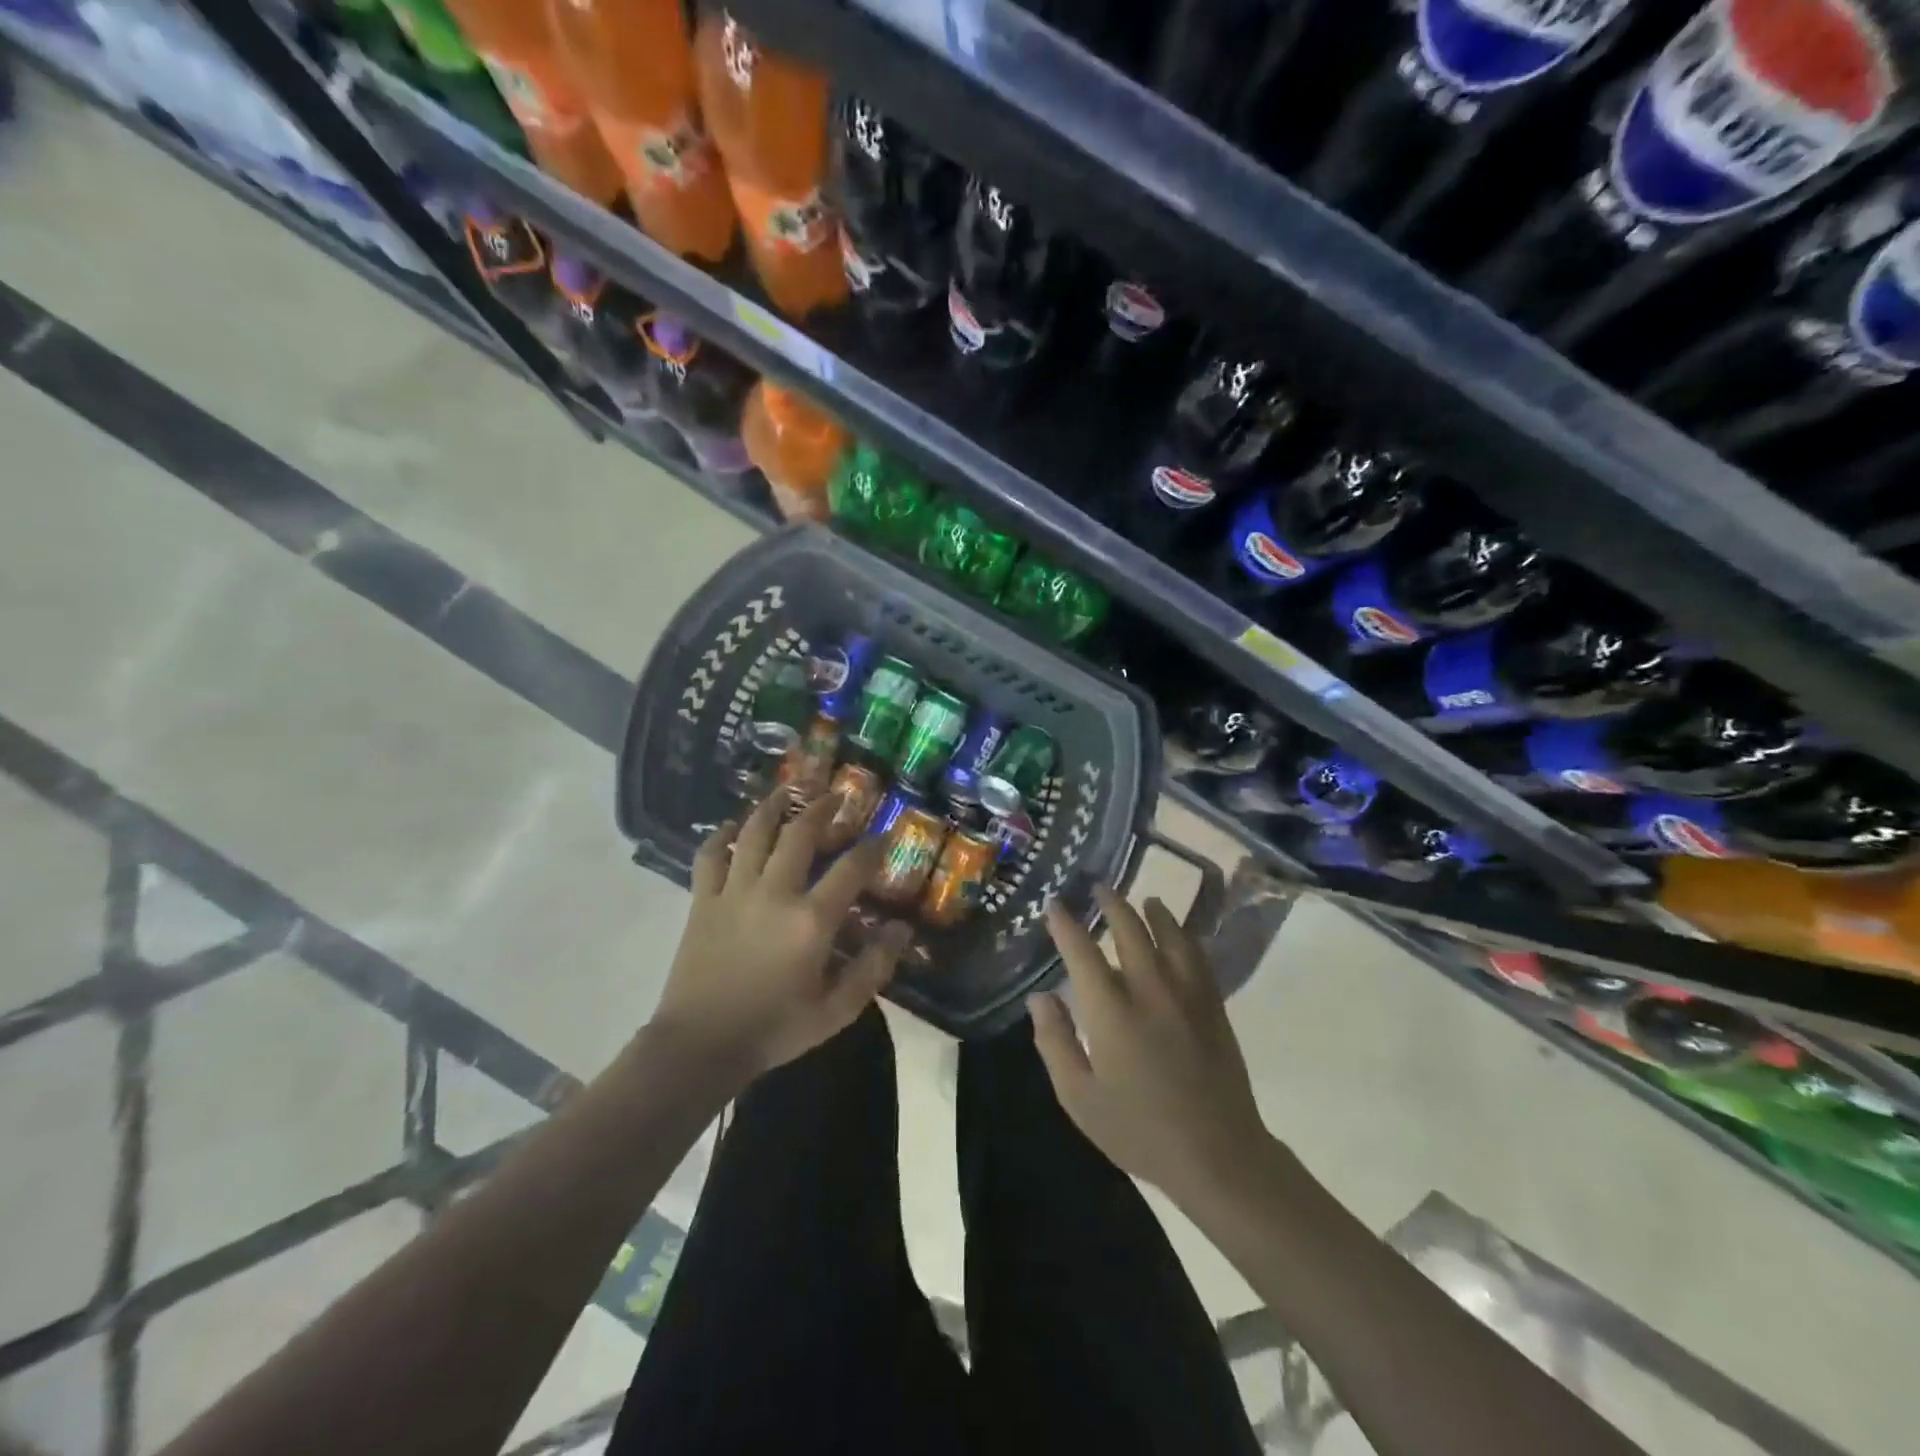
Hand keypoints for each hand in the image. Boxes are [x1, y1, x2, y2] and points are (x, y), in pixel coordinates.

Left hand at [648, 788, 911, 1088]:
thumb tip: (902, 929)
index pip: (852, 867)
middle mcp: (774, 892)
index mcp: (811, 919)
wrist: (699, 1047)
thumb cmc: (774, 1029)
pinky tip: (732, 827)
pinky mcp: (703, 900)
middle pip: (800, 833)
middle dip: (823, 808)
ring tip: (787, 791)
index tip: (885, 833)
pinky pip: (710, 855)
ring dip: (773, 806)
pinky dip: (721, 836)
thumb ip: (873, 967)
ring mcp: (734, 892)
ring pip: (754, 833)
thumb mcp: (836, 1010)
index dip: (873, 846)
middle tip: (837, 796)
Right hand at [1030, 886, 1271, 1206]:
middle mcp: (1150, 991)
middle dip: (1112, 904)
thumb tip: (1039, 997)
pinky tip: (1181, 934)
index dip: (1066, 925)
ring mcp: (1187, 995)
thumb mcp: (1079, 1098)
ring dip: (1153, 913)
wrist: (1218, 1155)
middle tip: (1099, 887)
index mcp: (1112, 1012)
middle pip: (1130, 931)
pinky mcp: (1213, 1006)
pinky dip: (1185, 937)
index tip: (1055, 905)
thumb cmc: (1139, 1131)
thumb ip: (1055, 1042)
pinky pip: (1198, 957)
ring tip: (1144, 900)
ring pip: (1170, 936)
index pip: (1083, 953)